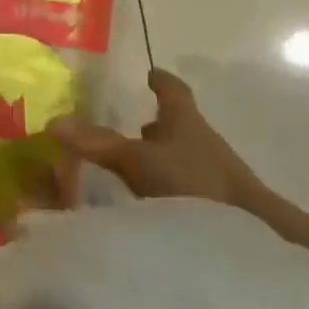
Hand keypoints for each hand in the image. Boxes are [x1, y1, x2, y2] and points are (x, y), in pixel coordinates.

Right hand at [50, 68, 264, 206]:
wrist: (254, 235)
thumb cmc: (195, 184)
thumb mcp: (138, 162)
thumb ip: (99, 144)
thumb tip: (54, 122)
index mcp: (185, 119)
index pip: (173, 89)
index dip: (160, 80)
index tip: (149, 73)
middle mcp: (202, 140)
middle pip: (178, 124)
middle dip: (156, 124)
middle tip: (129, 125)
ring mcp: (213, 172)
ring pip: (181, 154)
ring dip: (160, 156)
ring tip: (133, 165)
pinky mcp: (217, 203)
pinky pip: (185, 183)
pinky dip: (166, 183)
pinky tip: (150, 199)